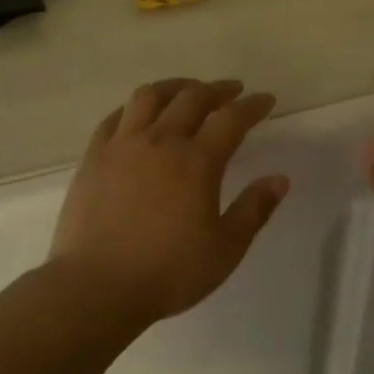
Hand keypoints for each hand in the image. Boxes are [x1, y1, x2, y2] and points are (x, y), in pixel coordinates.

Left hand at [49, 79, 290, 325]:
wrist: (97, 286)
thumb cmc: (169, 272)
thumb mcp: (225, 249)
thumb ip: (254, 210)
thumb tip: (280, 179)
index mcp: (197, 162)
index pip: (231, 119)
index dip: (252, 106)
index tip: (266, 100)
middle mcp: (160, 141)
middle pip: (192, 98)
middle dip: (217, 90)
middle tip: (232, 91)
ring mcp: (122, 145)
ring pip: (149, 96)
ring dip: (175, 87)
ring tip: (187, 92)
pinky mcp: (93, 157)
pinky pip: (116, 117)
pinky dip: (135, 107)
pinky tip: (140, 115)